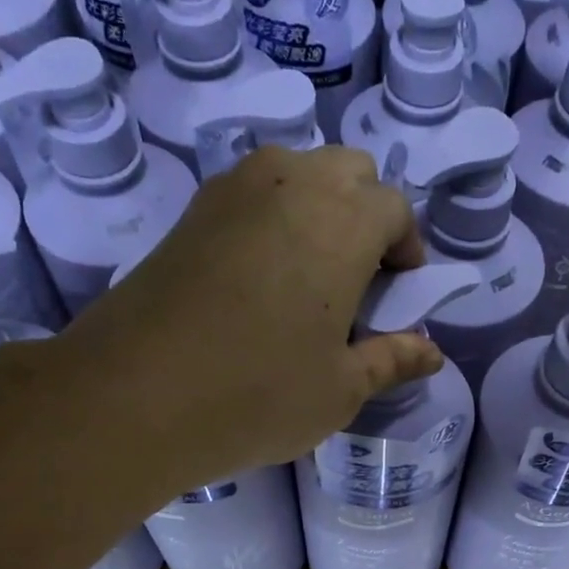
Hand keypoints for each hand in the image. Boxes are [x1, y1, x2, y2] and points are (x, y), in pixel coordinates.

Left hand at [72, 144, 435, 487]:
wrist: (136, 396)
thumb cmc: (260, 394)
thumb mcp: (341, 390)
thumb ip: (392, 361)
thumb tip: (431, 354)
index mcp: (342, 223)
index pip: (394, 208)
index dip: (407, 250)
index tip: (399, 296)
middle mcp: (291, 184)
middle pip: (349, 172)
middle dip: (367, 216)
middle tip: (359, 283)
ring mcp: (233, 191)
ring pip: (297, 172)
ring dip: (319, 210)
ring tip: (311, 280)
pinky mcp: (191, 212)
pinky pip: (252, 193)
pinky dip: (273, 218)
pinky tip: (262, 281)